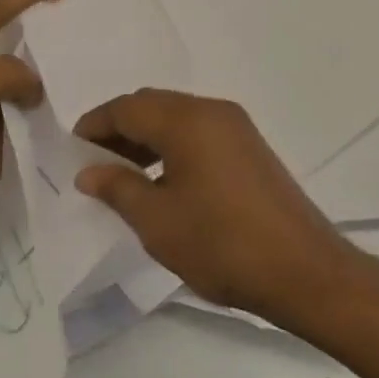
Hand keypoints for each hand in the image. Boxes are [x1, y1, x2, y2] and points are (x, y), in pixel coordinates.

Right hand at [74, 89, 357, 324]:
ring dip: (146, 138)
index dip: (94, 125)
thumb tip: (88, 171)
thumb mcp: (157, 221)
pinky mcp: (251, 148)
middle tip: (94, 163)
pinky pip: (199, 133)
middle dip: (119, 129)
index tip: (72, 150)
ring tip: (123, 175)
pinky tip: (163, 181)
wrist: (306, 272)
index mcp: (187, 119)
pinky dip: (172, 147)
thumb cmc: (222, 244)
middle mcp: (212, 111)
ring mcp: (236, 128)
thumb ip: (118, 188)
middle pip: (152, 106)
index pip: (127, 107)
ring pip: (177, 118)